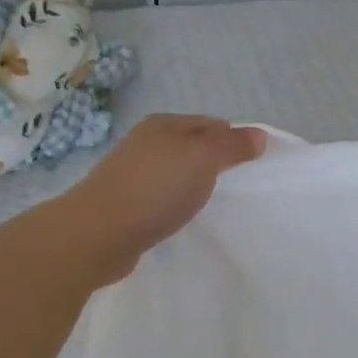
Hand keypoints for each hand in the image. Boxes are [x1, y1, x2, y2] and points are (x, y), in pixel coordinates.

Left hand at [58, 114, 265, 280]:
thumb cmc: (155, 189)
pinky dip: (176, 204)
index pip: (211, 124)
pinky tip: (182, 218)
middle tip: (238, 187)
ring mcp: (132, 173)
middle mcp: (146, 143)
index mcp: (163, 124)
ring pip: (176, 172)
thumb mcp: (202, 159)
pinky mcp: (126, 203)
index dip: (234, 140)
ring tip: (213, 204)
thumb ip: (231, 146)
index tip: (253, 165)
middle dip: (215, 163)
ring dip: (194, 185)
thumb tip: (259, 134)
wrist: (98, 234)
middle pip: (192, 147)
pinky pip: (161, 197)